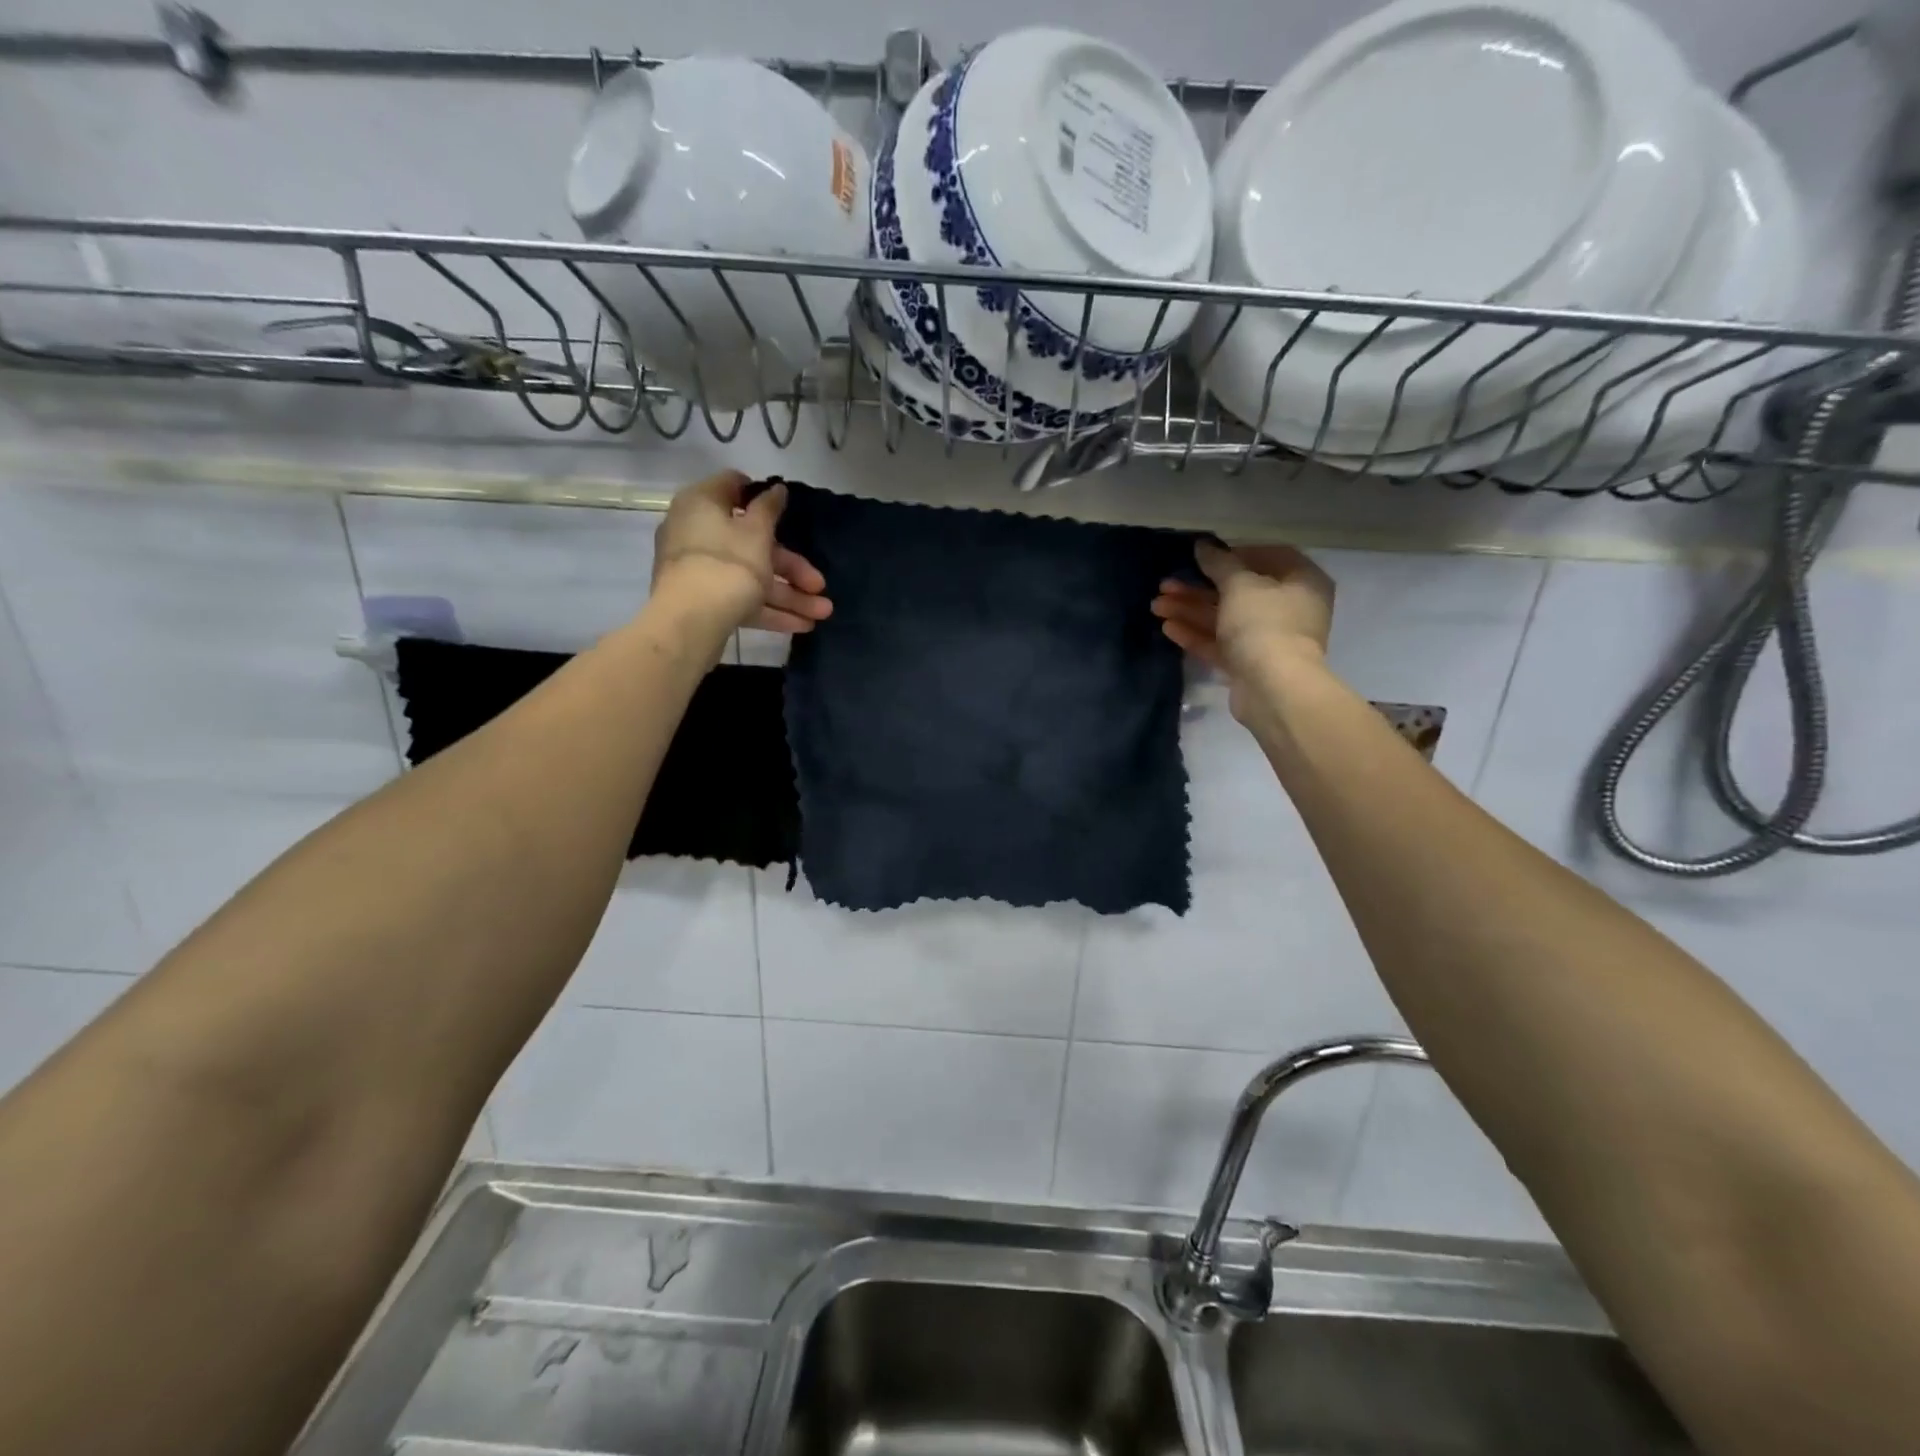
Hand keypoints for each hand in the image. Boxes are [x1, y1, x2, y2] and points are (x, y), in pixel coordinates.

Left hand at [650, 471, 832, 633]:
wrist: (691, 621)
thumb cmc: (728, 563)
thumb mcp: (757, 532)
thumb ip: (769, 508)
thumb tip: (776, 488)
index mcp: (703, 504)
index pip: (733, 486)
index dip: (762, 495)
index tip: (788, 509)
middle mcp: (697, 533)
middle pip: (753, 544)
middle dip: (793, 568)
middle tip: (821, 584)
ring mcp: (700, 570)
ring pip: (752, 577)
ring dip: (790, 595)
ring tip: (823, 613)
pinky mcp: (705, 601)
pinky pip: (742, 599)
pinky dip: (771, 610)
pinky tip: (803, 625)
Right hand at [1152, 540, 1334, 718]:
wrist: (1273, 688)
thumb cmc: (1264, 624)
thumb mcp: (1239, 585)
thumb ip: (1219, 563)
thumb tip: (1203, 546)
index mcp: (1301, 581)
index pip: (1268, 557)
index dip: (1232, 554)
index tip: (1202, 557)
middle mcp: (1288, 608)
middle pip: (1238, 591)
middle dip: (1198, 588)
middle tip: (1165, 584)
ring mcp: (1268, 639)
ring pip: (1224, 618)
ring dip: (1191, 610)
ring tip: (1156, 605)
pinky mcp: (1249, 665)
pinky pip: (1220, 644)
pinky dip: (1196, 634)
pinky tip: (1168, 627)